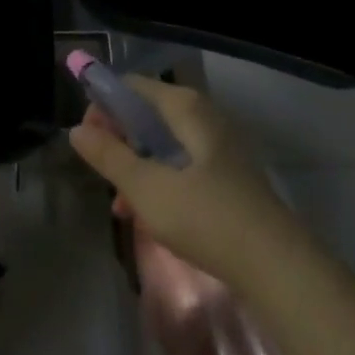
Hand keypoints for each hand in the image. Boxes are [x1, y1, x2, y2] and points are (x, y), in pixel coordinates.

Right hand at [68, 75, 297, 285]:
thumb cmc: (206, 217)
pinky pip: (181, 166)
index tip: (85, 140)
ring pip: (163, 144)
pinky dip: (159, 182)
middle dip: (118, 141)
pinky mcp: (227, 176)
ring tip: (119, 204)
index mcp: (185, 108)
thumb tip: (76, 130)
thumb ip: (109, 156)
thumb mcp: (146, 188)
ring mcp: (219, 147)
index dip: (102, 106)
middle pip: (147, 114)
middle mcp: (204, 117)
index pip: (131, 86)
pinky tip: (146, 215)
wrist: (278, 267)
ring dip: (136, 166)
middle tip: (100, 172)